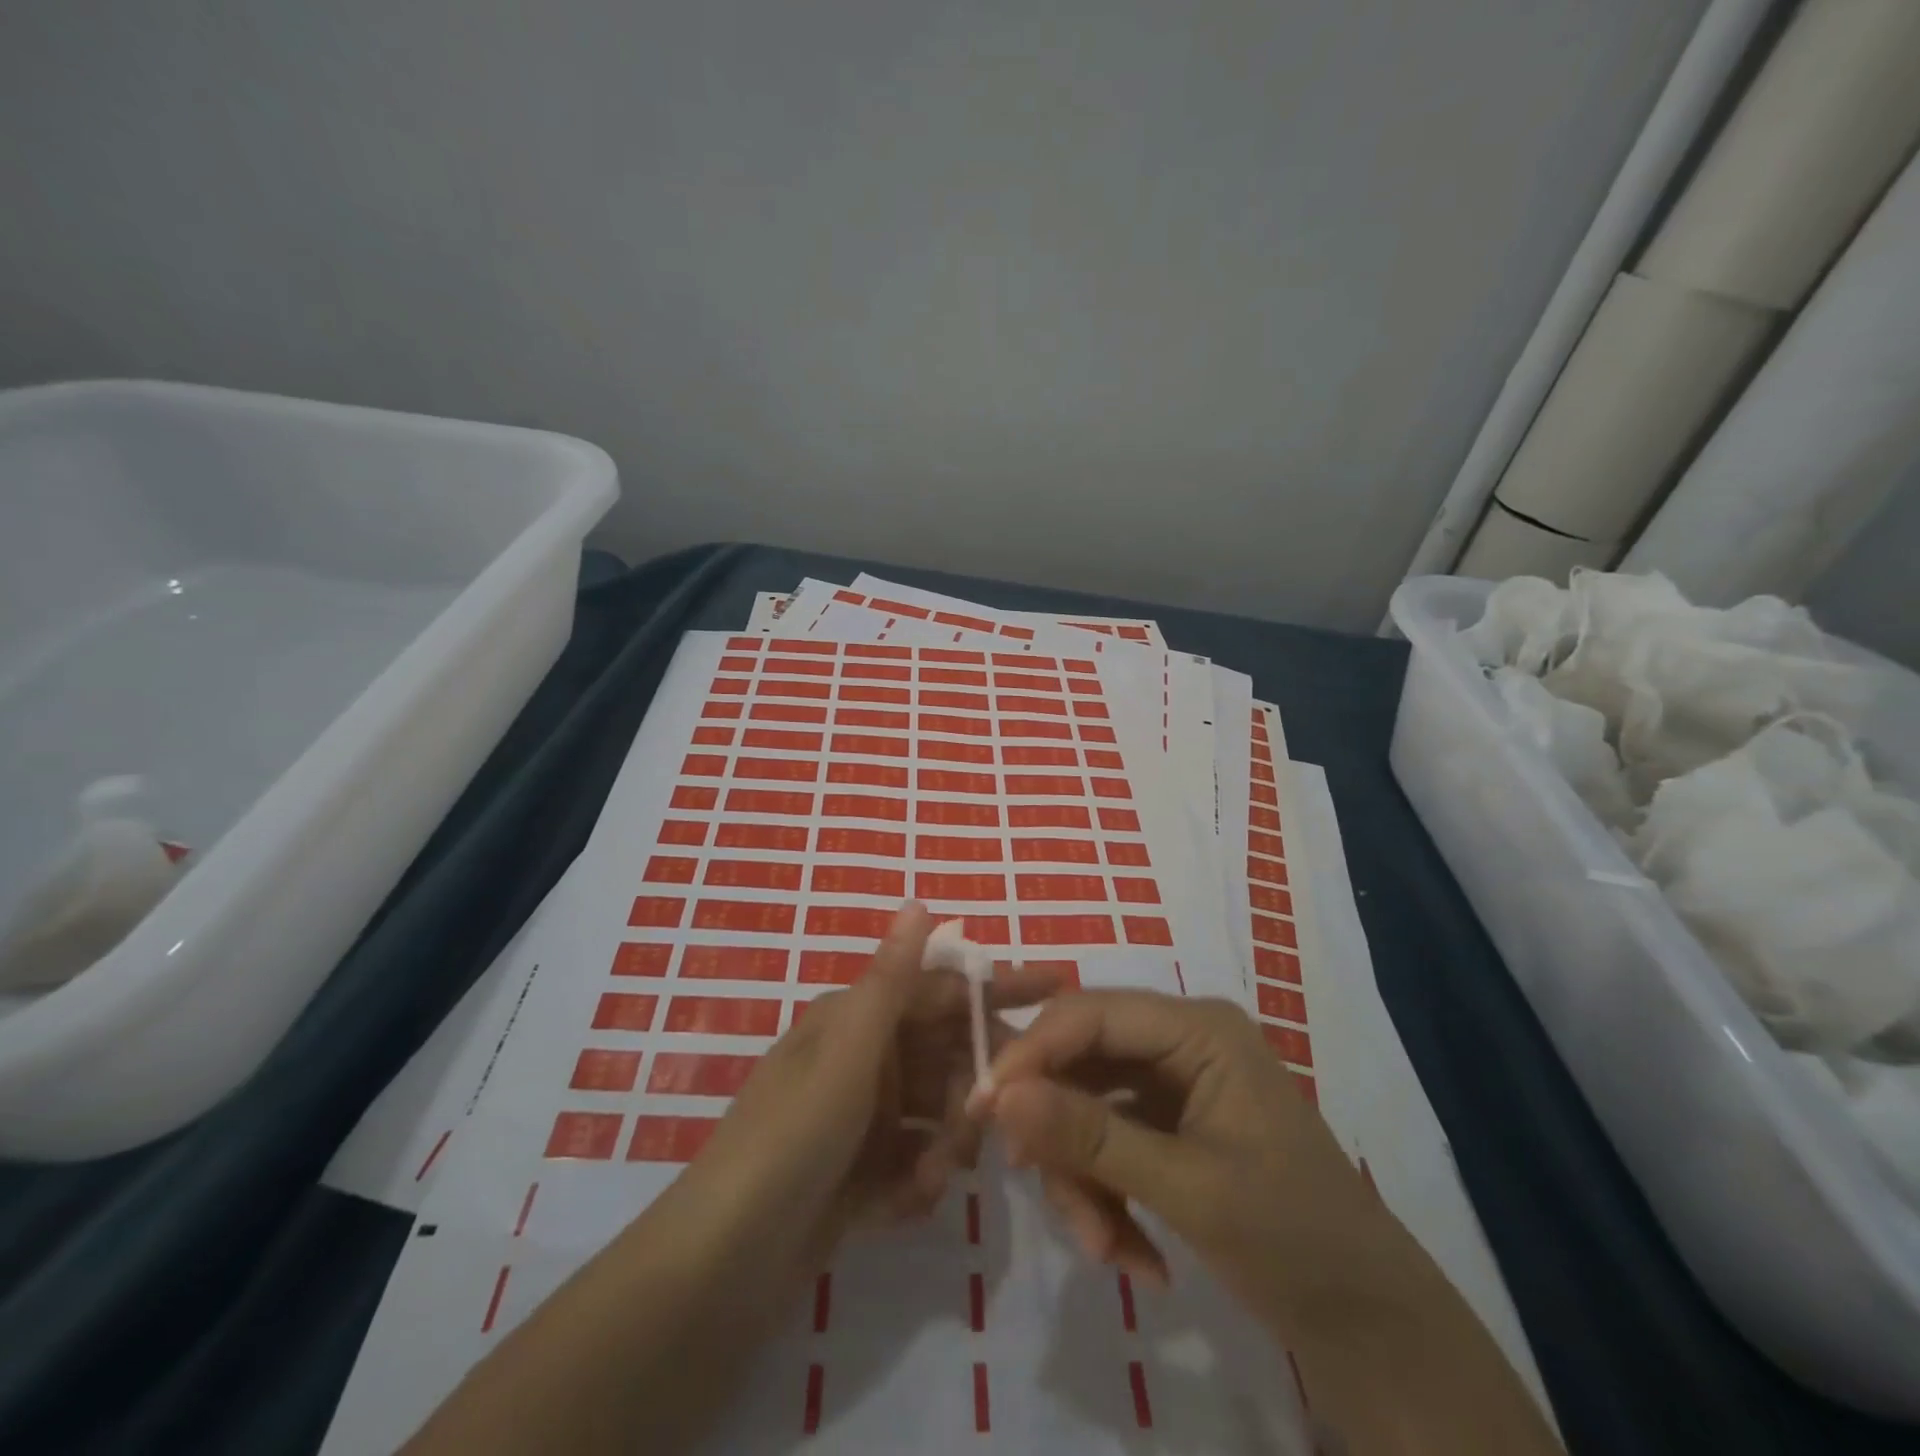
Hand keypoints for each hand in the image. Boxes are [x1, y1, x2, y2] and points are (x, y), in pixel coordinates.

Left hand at [682, 902, 1063, 1279]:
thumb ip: (890, 981)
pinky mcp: (858, 1173)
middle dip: (971, 1092)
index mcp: (857, 1020)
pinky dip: (913, 1182)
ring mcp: (860, 1118)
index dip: (996, 989)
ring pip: (935, 1115)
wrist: (721, 1267)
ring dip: (943, 1145)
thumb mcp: (847, 1055)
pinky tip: (897, 1205)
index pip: (941, 990)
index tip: (1057, 989)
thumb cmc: (792, 1138)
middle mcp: (861, 1059)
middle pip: (946, 1057)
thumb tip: (919, 901)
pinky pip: (912, 1162)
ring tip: (931, 1179)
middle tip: (984, 1132)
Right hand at [978, 990, 1395, 1330]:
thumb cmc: (1295, 1242)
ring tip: (1106, 1252)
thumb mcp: (1187, 1189)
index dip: (1032, 1053)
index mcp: (1198, 1028)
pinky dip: (1107, 1197)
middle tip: (1032, 1184)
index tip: (984, 1109)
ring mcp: (1176, 1086)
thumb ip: (1091, 1139)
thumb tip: (1000, 1097)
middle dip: (1059, 1130)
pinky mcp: (1171, 1128)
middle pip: (1083, 1061)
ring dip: (1083, 1179)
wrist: (1374, 1330)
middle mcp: (1182, 1042)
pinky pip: (1109, 1143)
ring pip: (1088, 1108)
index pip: (1090, 1012)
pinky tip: (1132, 1257)